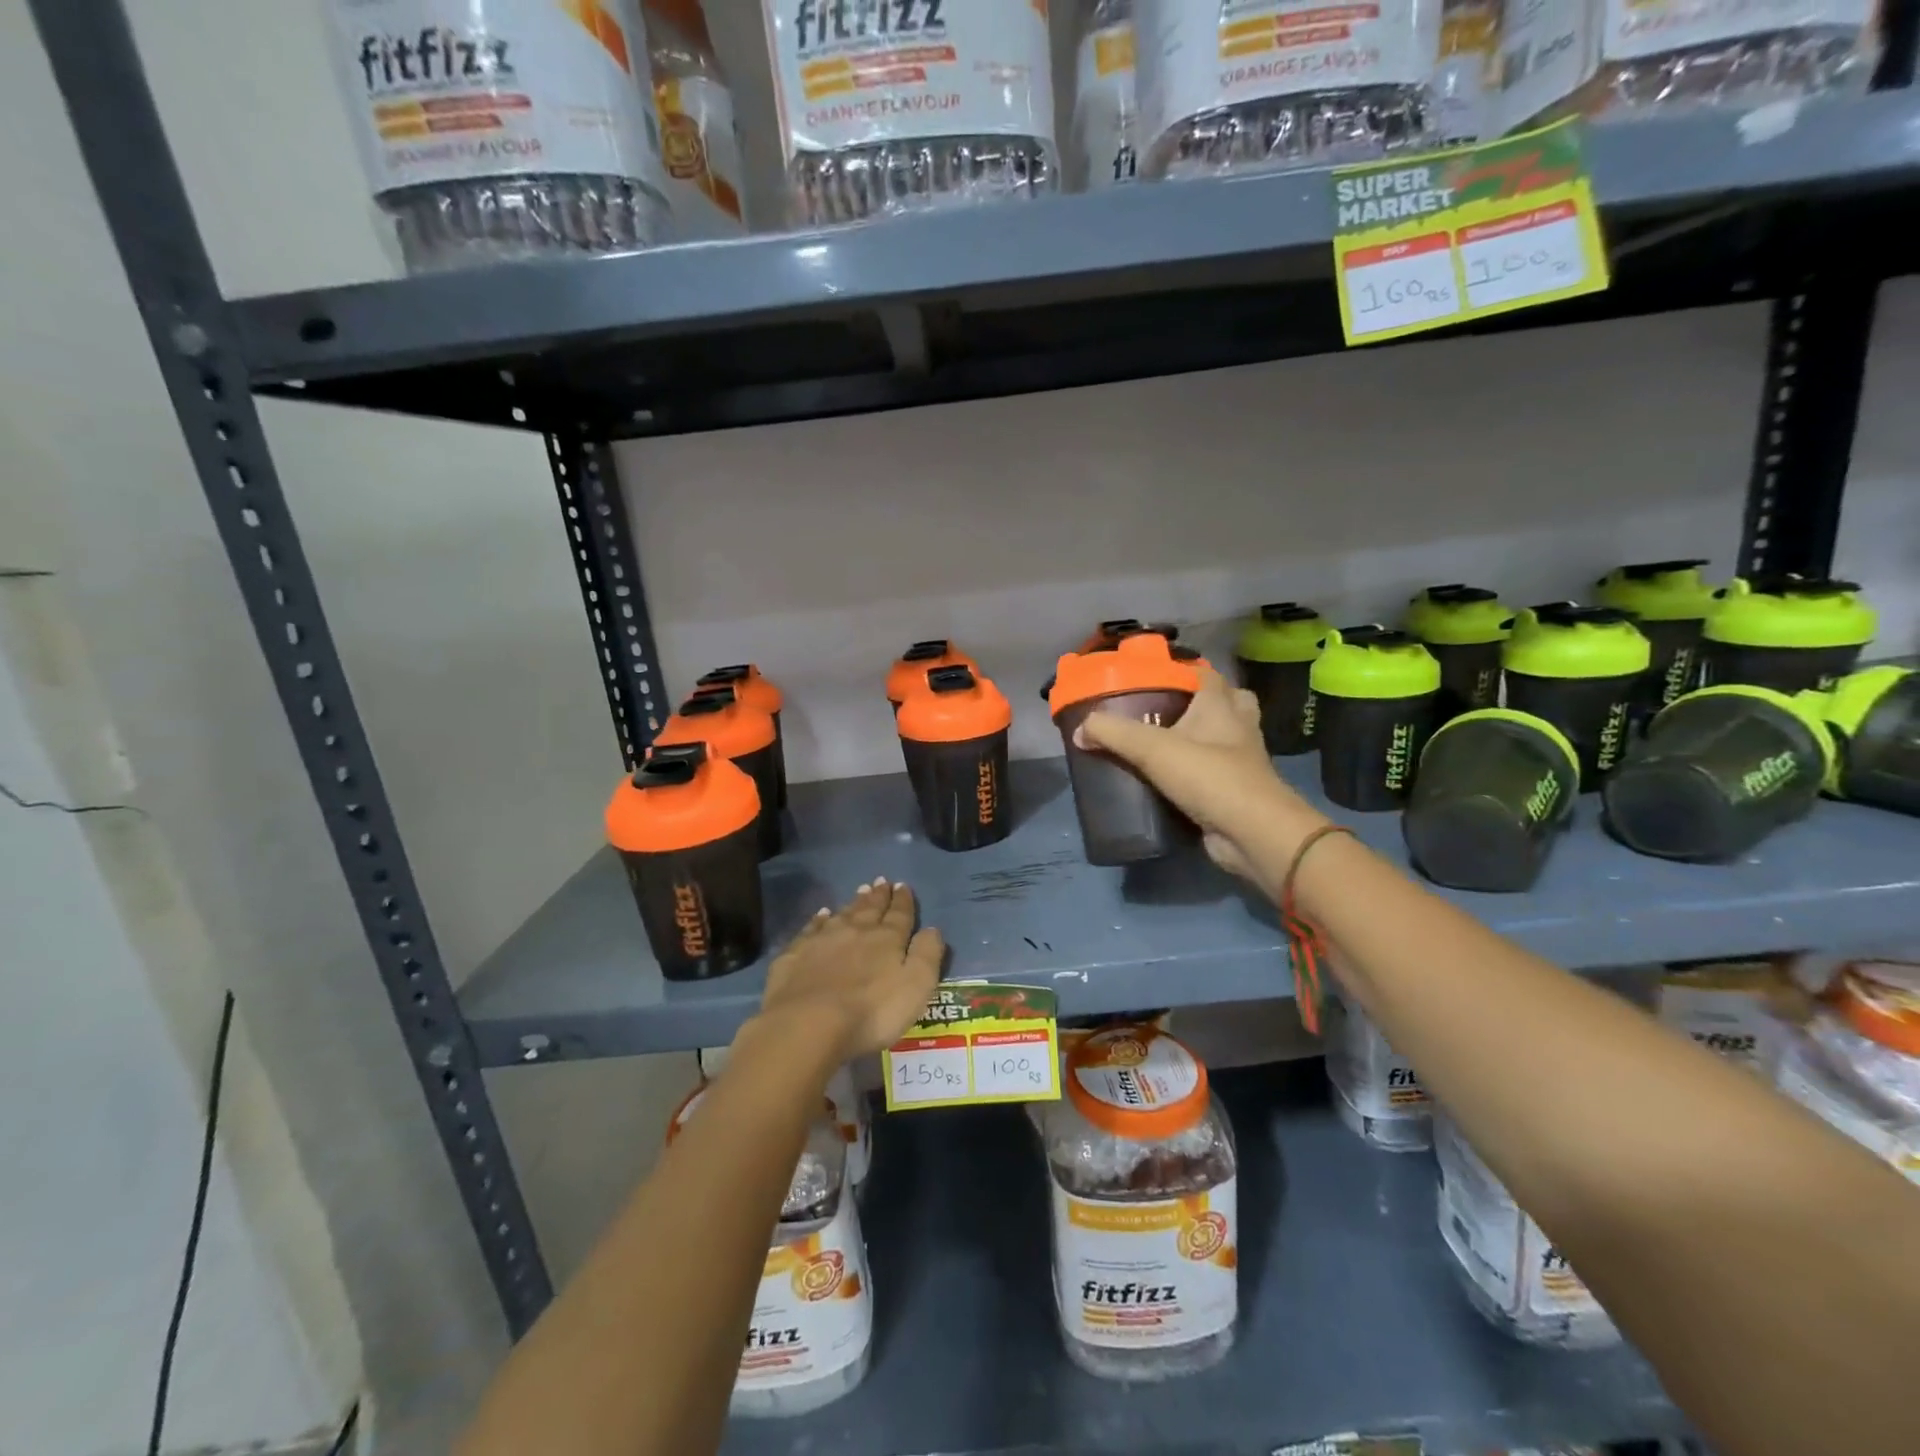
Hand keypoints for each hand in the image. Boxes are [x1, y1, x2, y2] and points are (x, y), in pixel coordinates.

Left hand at [756, 879, 944, 1063]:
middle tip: (881, 881)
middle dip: (879, 896)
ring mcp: (822, 940)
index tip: (903, 886)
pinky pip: (811, 929)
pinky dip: (818, 919)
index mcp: (887, 939)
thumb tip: (932, 929)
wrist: (809, 1024)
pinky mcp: (795, 954)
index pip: (899, 915)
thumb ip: (927, 955)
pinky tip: (822, 914)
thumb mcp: (916, 987)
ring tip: (861, 891)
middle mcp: (855, 931)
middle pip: (870, 909)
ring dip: (853, 903)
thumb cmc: (871, 1011)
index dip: (903, 901)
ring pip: (842, 914)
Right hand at [1073, 664, 1327, 882]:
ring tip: (1163, 743)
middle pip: (1227, 703)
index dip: (1184, 669)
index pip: (1207, 674)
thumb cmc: (1208, 776)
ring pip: (1224, 739)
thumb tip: (1080, 730)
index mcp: (1221, 706)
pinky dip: (1197, 773)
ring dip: (1201, 738)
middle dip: (1202, 702)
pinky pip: (1216, 773)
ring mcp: (1242, 762)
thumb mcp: (1152, 749)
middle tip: (1166, 710)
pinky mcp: (1236, 792)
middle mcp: (1237, 728)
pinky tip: (1170, 779)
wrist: (1251, 832)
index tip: (1154, 676)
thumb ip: (1113, 734)